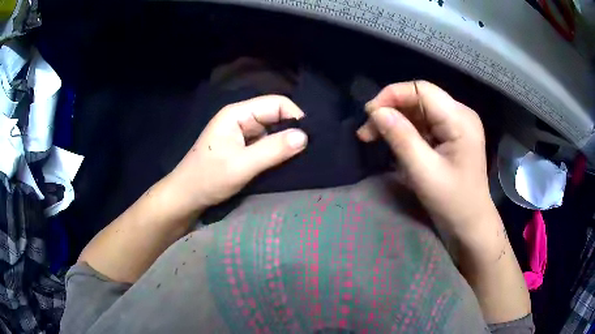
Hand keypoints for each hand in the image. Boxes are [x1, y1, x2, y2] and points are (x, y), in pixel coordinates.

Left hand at [167, 95, 307, 214]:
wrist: (186, 197)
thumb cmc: (208, 179)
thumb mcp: (241, 165)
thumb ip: (273, 150)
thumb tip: (305, 136)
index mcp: (237, 114)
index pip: (276, 104)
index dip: (295, 116)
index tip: (310, 139)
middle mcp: (241, 119)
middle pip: (275, 116)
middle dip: (292, 131)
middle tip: (309, 151)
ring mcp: (242, 134)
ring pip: (273, 131)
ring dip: (286, 143)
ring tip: (301, 159)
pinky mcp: (243, 148)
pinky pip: (266, 144)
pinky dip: (277, 152)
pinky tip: (287, 163)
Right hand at [357, 81, 494, 236]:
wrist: (471, 224)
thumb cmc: (452, 202)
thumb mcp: (424, 172)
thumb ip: (401, 138)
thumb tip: (376, 112)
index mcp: (460, 119)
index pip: (421, 90)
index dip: (392, 95)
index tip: (369, 114)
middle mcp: (460, 114)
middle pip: (419, 98)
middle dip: (391, 110)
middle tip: (367, 132)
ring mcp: (457, 124)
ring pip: (419, 110)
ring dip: (396, 121)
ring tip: (374, 137)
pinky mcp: (452, 134)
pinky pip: (424, 123)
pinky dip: (406, 130)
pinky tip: (394, 143)